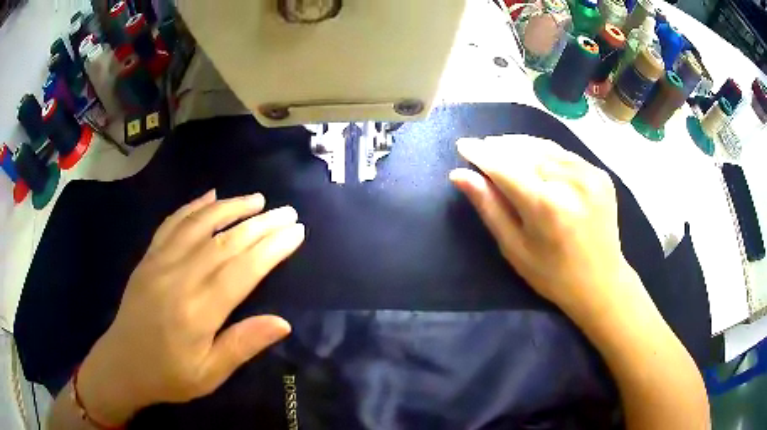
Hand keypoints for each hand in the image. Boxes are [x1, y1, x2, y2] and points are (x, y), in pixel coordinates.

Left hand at [77, 190, 304, 424]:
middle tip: (287, 211)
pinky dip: (193, 207)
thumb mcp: (210, 374)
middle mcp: (178, 279)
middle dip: (260, 224)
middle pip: (225, 243)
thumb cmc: (169, 375)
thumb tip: (283, 322)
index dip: (271, 249)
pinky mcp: (148, 258)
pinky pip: (172, 224)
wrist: (123, 363)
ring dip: (230, 207)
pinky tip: (210, 196)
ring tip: (256, 199)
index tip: (295, 231)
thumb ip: (243, 346)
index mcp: (197, 312)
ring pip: (198, 225)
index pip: (241, 271)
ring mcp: (159, 263)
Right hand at [450, 136, 641, 321]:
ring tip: (500, 146)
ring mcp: (590, 174)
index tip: (463, 145)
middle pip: (524, 152)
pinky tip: (531, 155)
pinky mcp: (600, 173)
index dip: (481, 154)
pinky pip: (563, 153)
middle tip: (481, 147)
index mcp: (546, 206)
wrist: (601, 282)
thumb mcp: (514, 248)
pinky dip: (543, 150)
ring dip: (519, 145)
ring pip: (544, 147)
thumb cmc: (552, 274)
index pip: (505, 167)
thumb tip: (459, 174)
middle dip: (498, 147)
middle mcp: (570, 181)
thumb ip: (489, 207)